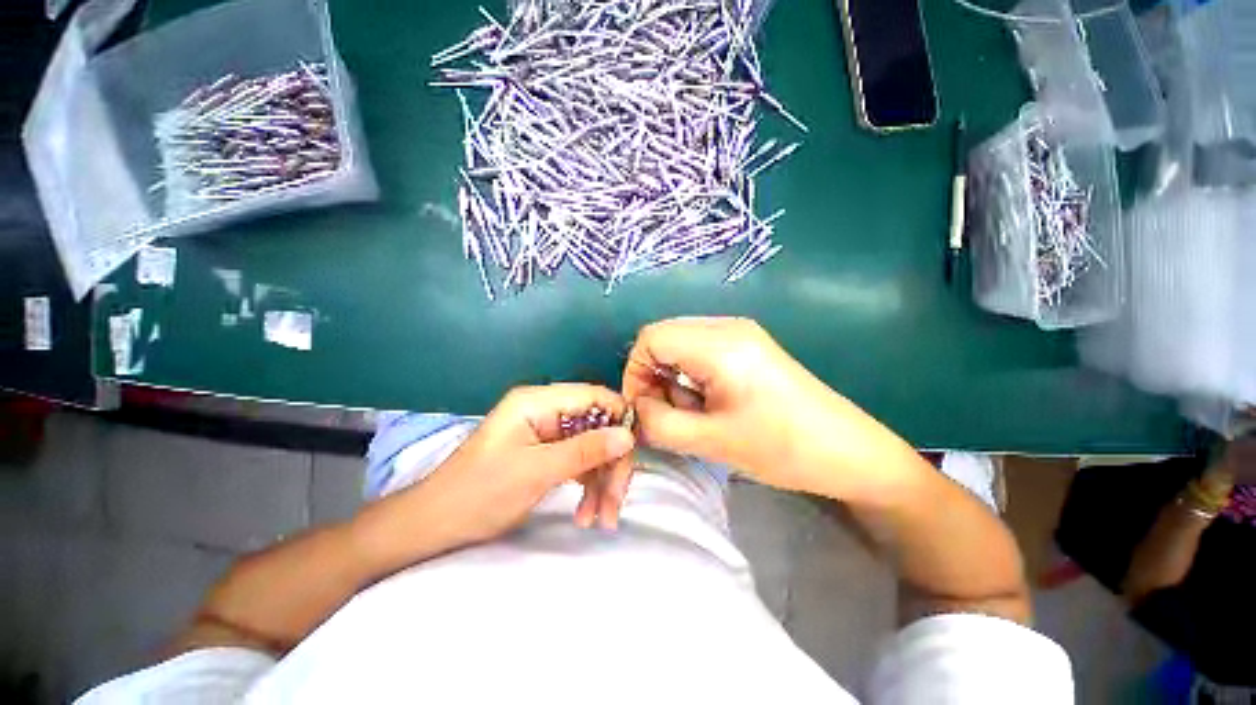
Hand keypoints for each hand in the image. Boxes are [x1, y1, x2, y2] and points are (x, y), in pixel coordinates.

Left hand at [397, 384, 635, 547]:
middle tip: (616, 503)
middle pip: (597, 425)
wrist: (433, 526)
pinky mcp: (546, 453)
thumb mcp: (536, 472)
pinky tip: (587, 514)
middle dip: (610, 462)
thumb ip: (585, 451)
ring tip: (602, 518)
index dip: (619, 419)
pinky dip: (588, 486)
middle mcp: (546, 410)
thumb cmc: (479, 493)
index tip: (633, 452)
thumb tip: (628, 436)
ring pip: (592, 447)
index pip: (594, 396)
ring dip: (601, 481)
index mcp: (538, 401)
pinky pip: (579, 462)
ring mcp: (547, 432)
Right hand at [622, 317, 920, 501]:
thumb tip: (637, 408)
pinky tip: (710, 402)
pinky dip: (690, 375)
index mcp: (720, 343)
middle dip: (653, 375)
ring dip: (673, 377)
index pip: (651, 337)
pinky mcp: (748, 345)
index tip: (643, 409)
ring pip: (680, 344)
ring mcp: (740, 333)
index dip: (635, 371)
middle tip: (668, 413)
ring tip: (696, 411)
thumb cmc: (783, 448)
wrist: (849, 451)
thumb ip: (660, 423)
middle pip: (664, 337)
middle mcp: (728, 326)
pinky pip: (699, 350)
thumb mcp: (712, 442)